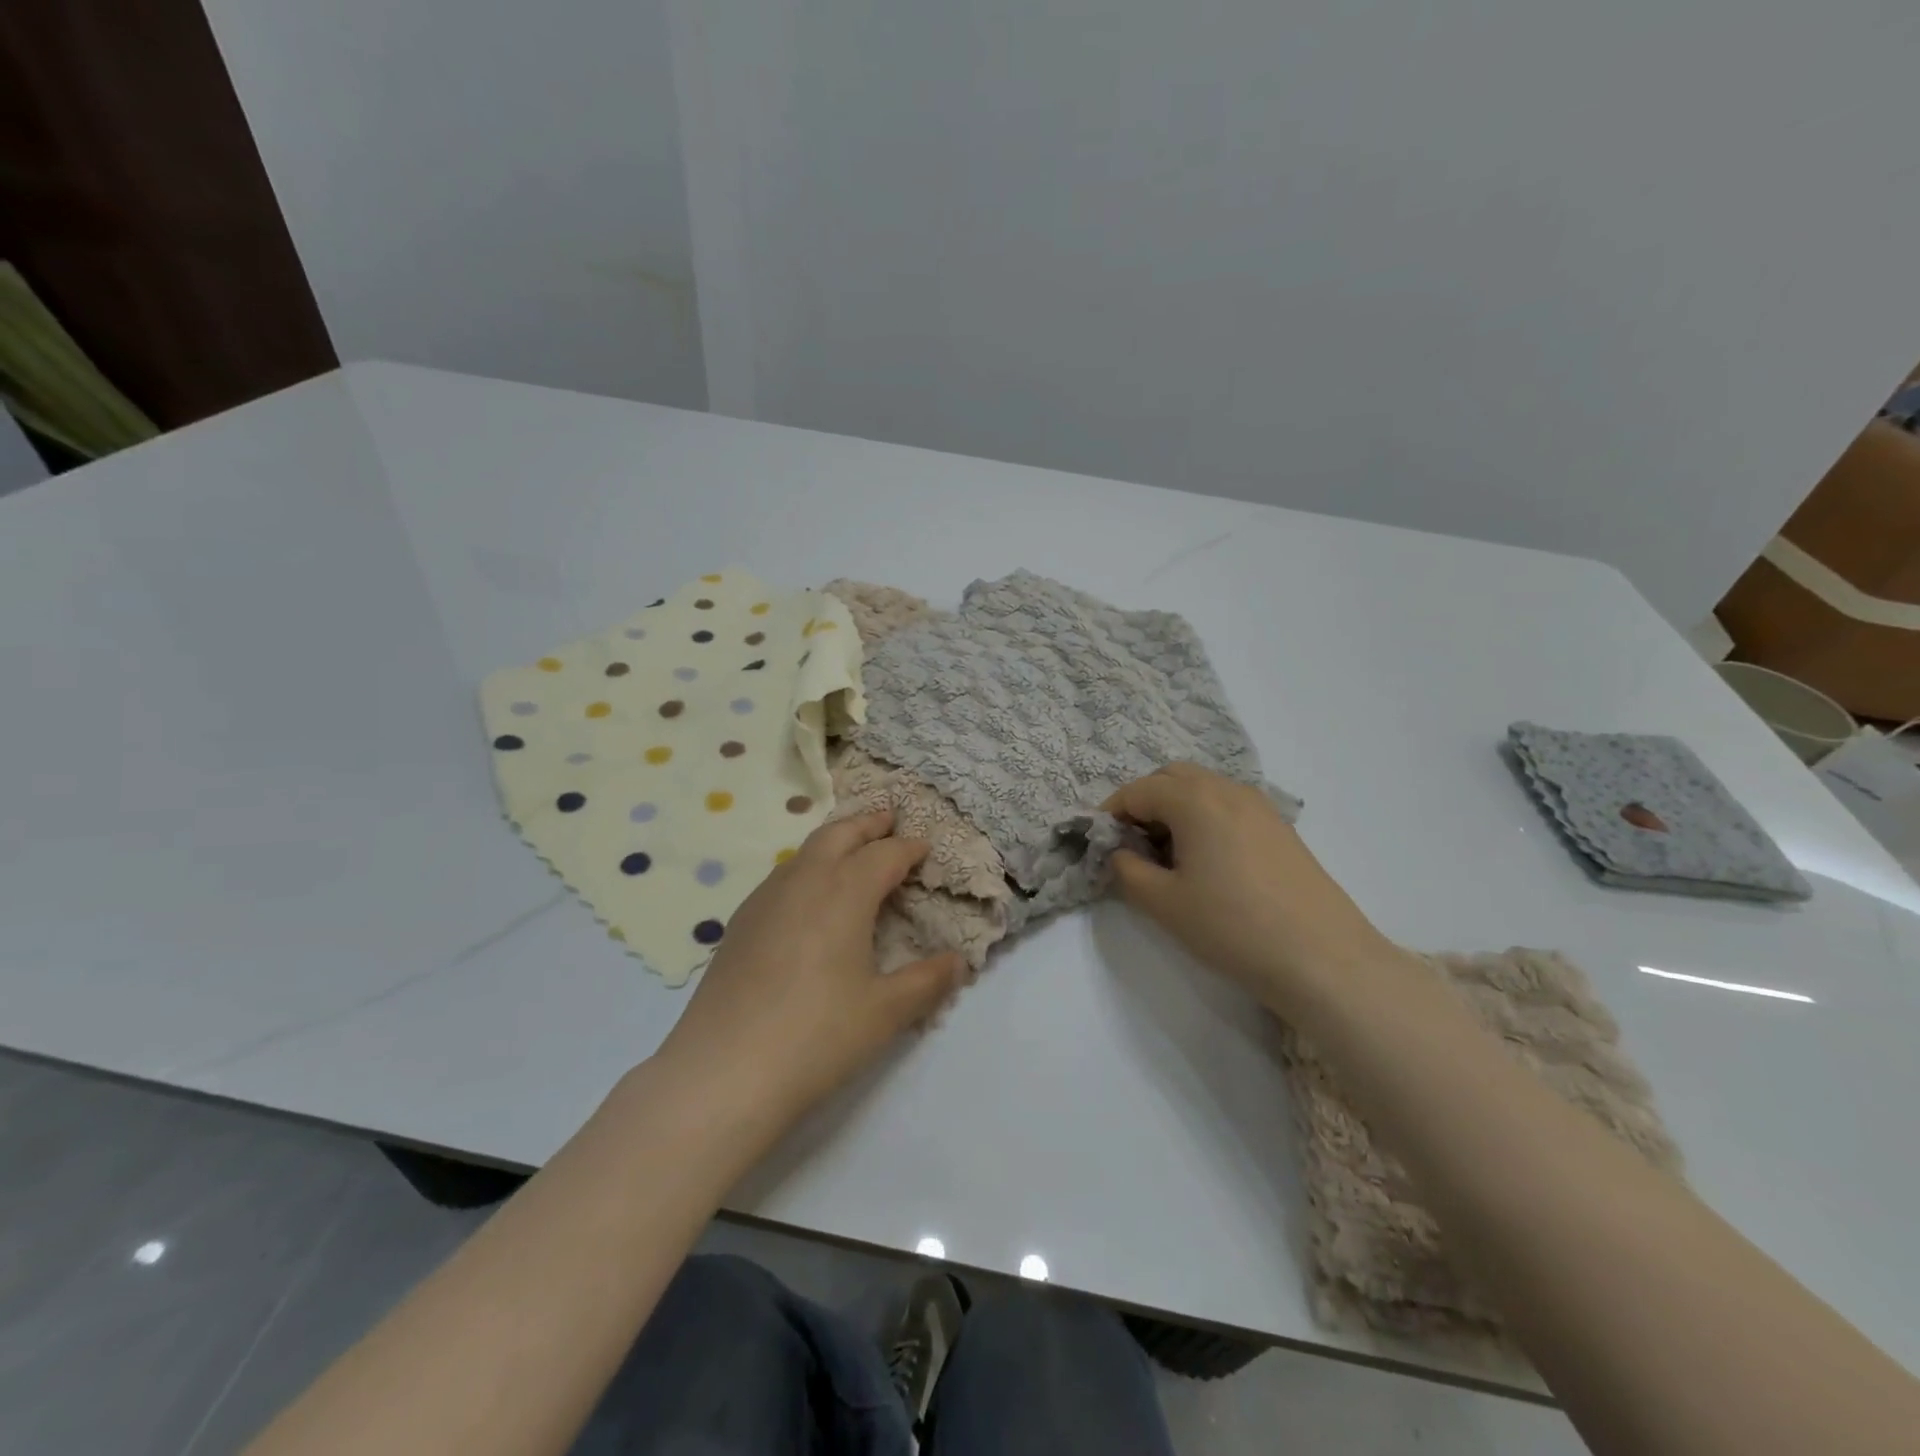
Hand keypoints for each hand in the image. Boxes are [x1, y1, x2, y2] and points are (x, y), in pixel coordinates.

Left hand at [652, 810, 962, 1131]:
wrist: (723, 1071)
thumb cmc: (818, 1035)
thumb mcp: (886, 1012)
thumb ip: (927, 981)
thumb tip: (958, 961)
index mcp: (845, 891)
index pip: (885, 855)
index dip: (909, 848)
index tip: (925, 848)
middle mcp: (804, 881)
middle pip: (839, 834)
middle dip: (868, 824)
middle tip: (889, 818)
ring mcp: (765, 899)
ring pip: (805, 851)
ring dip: (834, 842)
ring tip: (851, 850)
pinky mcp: (740, 923)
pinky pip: (782, 877)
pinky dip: (806, 868)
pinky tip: (808, 898)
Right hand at [1103, 763, 1401, 1011]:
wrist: (1322, 958)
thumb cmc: (1232, 927)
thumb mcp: (1163, 903)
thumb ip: (1127, 870)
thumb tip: (1119, 852)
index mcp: (1195, 800)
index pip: (1138, 790)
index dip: (1111, 813)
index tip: (1099, 842)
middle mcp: (1227, 790)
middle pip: (1172, 777)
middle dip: (1143, 801)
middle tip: (1131, 843)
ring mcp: (1260, 806)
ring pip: (1203, 788)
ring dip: (1175, 807)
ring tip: (1167, 853)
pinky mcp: (1280, 827)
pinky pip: (1228, 804)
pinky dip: (1204, 817)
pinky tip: (1206, 860)